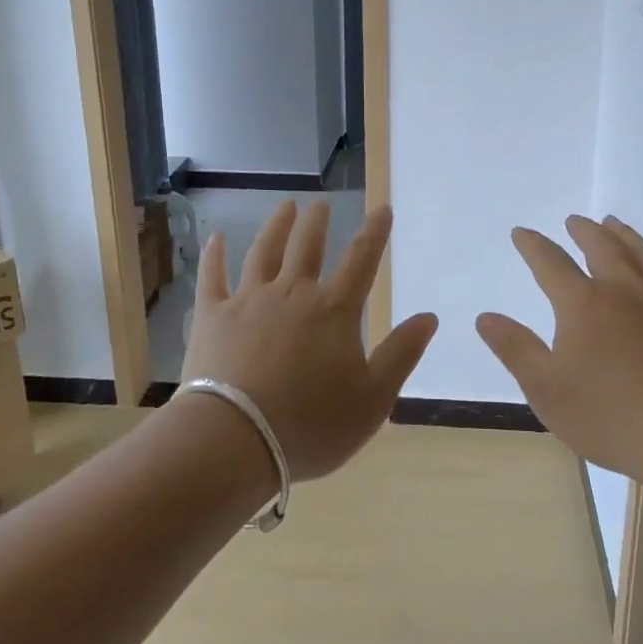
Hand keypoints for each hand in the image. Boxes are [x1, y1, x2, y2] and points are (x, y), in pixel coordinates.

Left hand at [182, 200, 437, 480]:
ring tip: (286, 206)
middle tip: (322, 203)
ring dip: (277, 226)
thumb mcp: (373, 399)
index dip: (375, 232)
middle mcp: (293, 293)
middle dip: (317, 221)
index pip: (361, 260)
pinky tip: (216, 237)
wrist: (236, 440)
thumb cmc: (311, 425)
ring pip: (265, 251)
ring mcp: (249, 300)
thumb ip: (401, 354)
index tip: (382, 208)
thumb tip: (429, 316)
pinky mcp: (213, 315)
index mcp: (334, 310)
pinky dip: (215, 255)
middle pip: (307, 245)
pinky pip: (213, 276)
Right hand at [475, 214, 642, 486]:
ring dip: (626, 237)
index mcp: (583, 305)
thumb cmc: (610, 418)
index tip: (521, 233)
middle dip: (584, 231)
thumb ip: (515, 349)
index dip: (533, 246)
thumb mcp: (546, 389)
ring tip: (615, 224)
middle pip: (602, 248)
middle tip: (575, 220)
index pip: (551, 263)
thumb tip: (485, 317)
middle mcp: (624, 293)